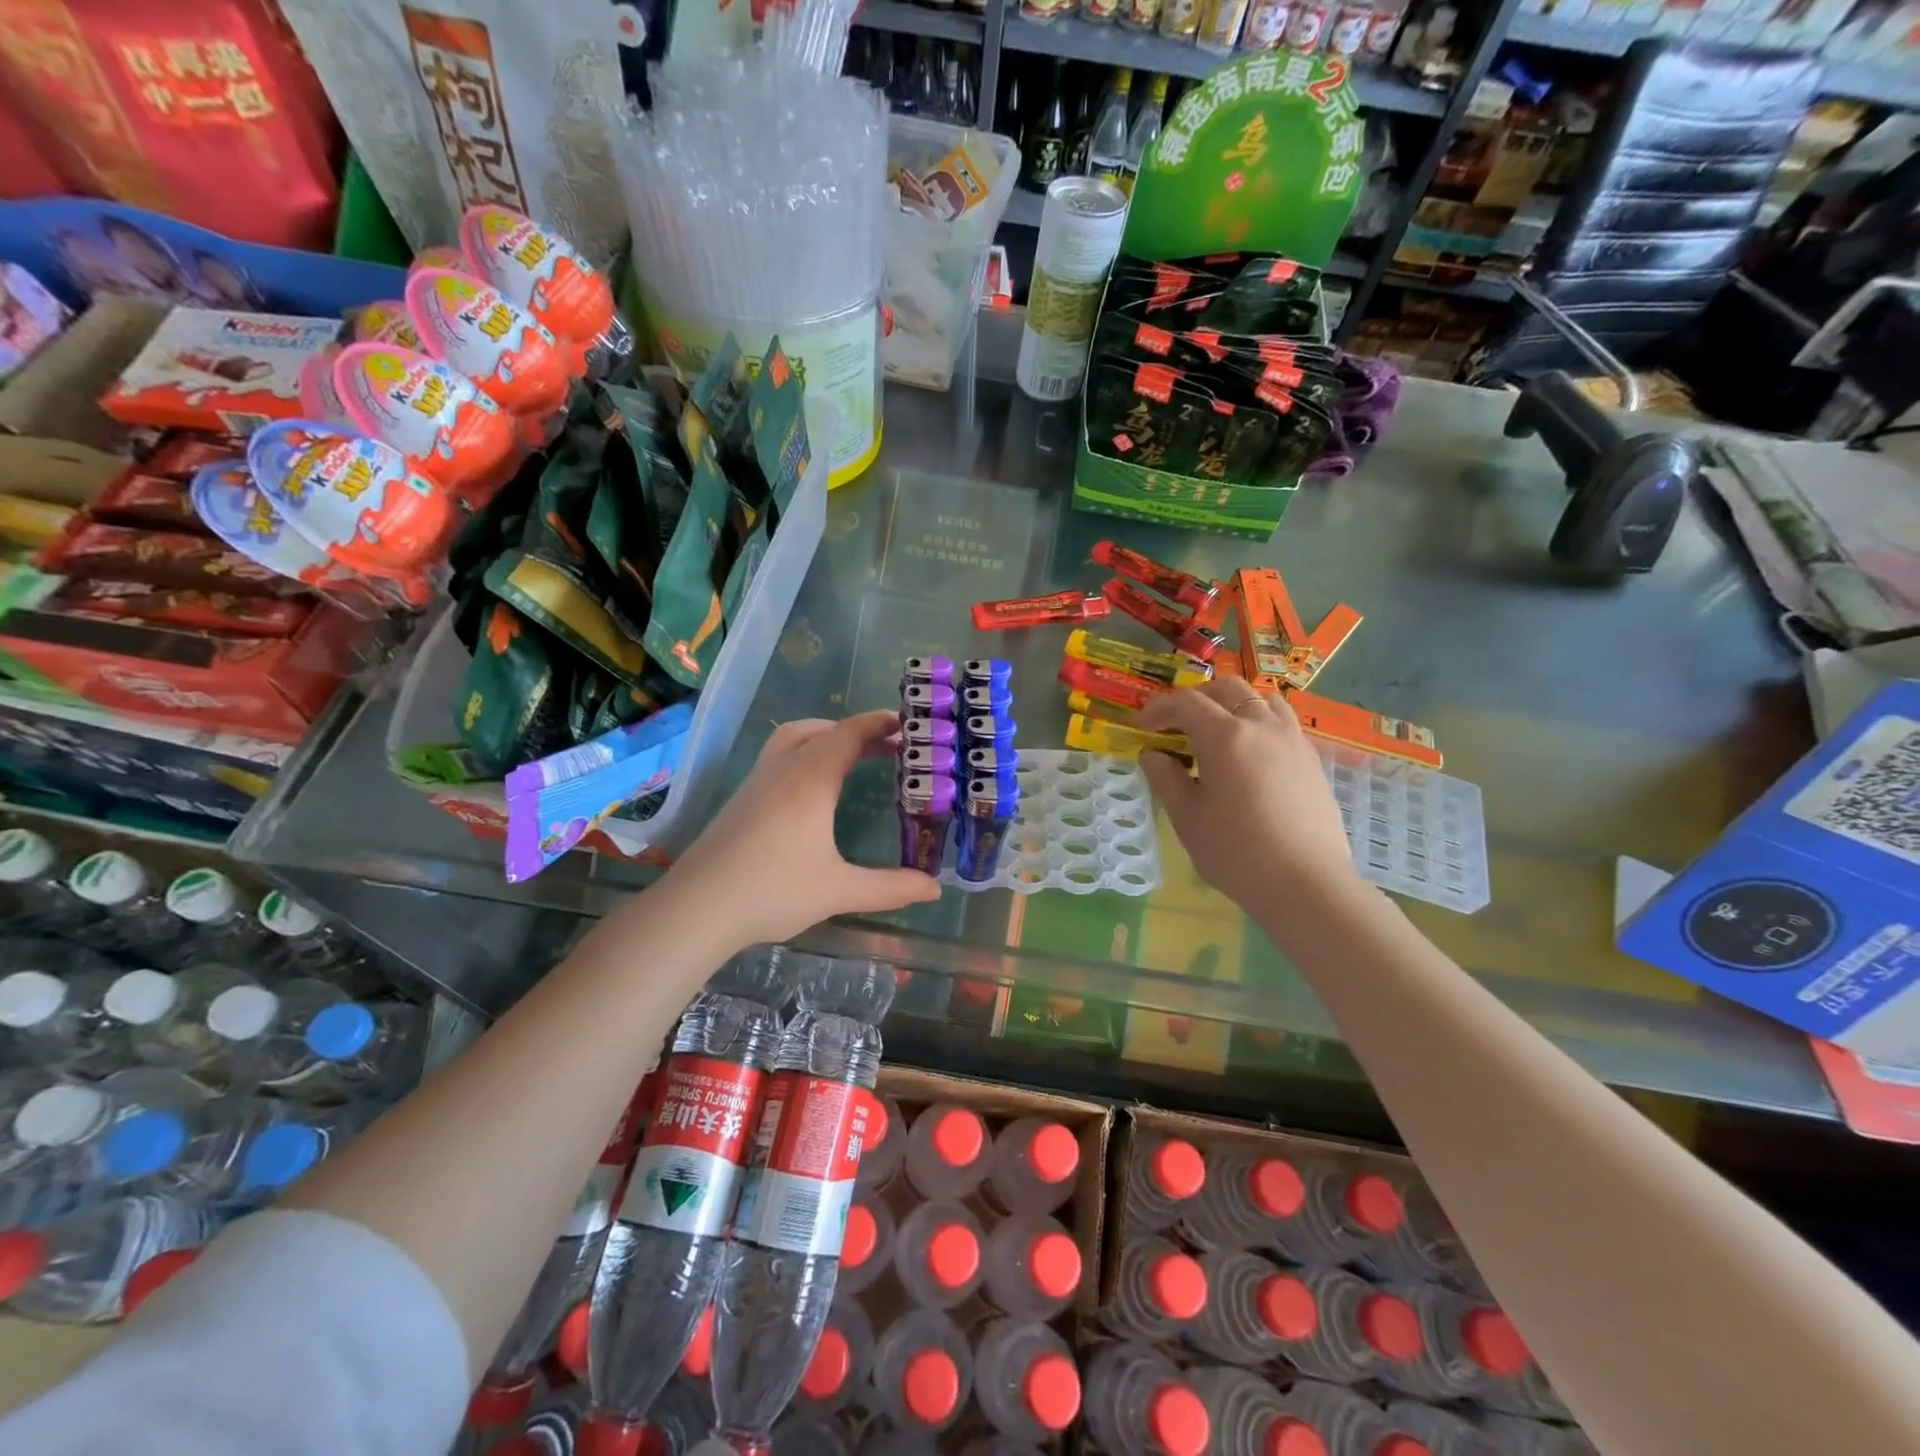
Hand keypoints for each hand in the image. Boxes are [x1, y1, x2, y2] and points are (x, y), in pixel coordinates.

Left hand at [665, 710, 941, 948]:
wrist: (696, 908)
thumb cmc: (772, 892)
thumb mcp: (839, 891)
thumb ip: (890, 888)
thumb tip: (934, 888)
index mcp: (810, 780)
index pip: (848, 734)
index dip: (879, 724)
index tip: (908, 725)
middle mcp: (782, 770)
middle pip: (821, 729)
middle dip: (856, 730)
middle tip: (888, 747)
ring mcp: (756, 782)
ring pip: (793, 738)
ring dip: (826, 737)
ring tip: (852, 759)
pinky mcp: (741, 799)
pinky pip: (779, 757)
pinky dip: (806, 754)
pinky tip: (814, 790)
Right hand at [1135, 679, 1358, 908]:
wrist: (1306, 884)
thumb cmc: (1236, 852)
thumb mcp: (1187, 817)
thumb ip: (1166, 778)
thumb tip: (1153, 754)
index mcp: (1226, 736)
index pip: (1186, 702)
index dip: (1159, 709)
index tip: (1142, 728)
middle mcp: (1262, 726)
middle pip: (1227, 689)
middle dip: (1196, 699)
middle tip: (1176, 724)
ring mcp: (1292, 739)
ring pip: (1261, 699)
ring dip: (1232, 704)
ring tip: (1217, 731)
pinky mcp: (1311, 758)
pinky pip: (1281, 721)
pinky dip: (1257, 722)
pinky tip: (1248, 754)